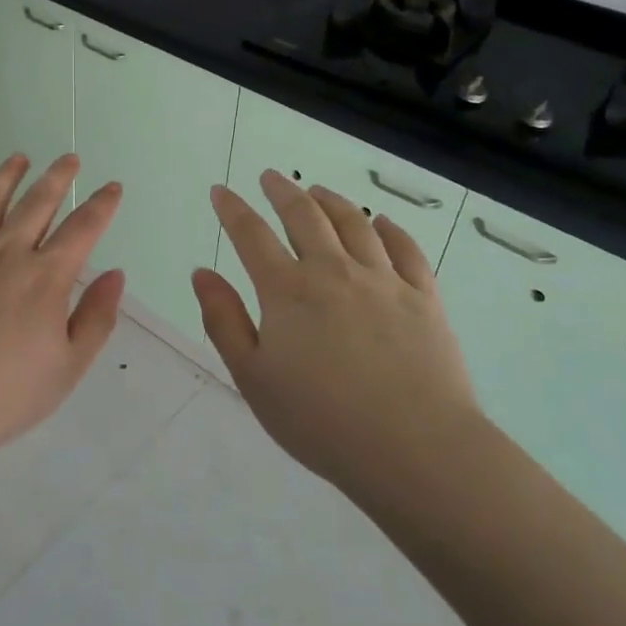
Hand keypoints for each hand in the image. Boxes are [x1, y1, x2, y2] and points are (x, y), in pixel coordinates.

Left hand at [0, 154, 123, 475]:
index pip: (82, 229)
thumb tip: (114, 275)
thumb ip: (95, 319)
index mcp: (44, 278)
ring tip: (18, 158)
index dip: (101, 205)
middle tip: (69, 158)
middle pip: (36, 204)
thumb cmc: (0, 397)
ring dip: (6, 177)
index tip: (112, 186)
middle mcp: (4, 253)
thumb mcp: (66, 369)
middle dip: (58, 178)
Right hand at [191, 170, 483, 502]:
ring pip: (354, 223)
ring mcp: (383, 280)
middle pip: (304, 216)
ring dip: (331, 201)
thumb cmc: (322, 420)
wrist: (415, 448)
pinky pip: (406, 249)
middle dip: (282, 191)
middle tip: (270, 177)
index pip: (252, 235)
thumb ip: (224, 320)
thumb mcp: (253, 378)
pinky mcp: (423, 297)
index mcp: (288, 291)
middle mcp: (334, 271)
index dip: (233, 209)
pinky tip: (382, 223)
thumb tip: (201, 273)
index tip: (221, 191)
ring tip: (317, 191)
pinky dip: (390, 229)